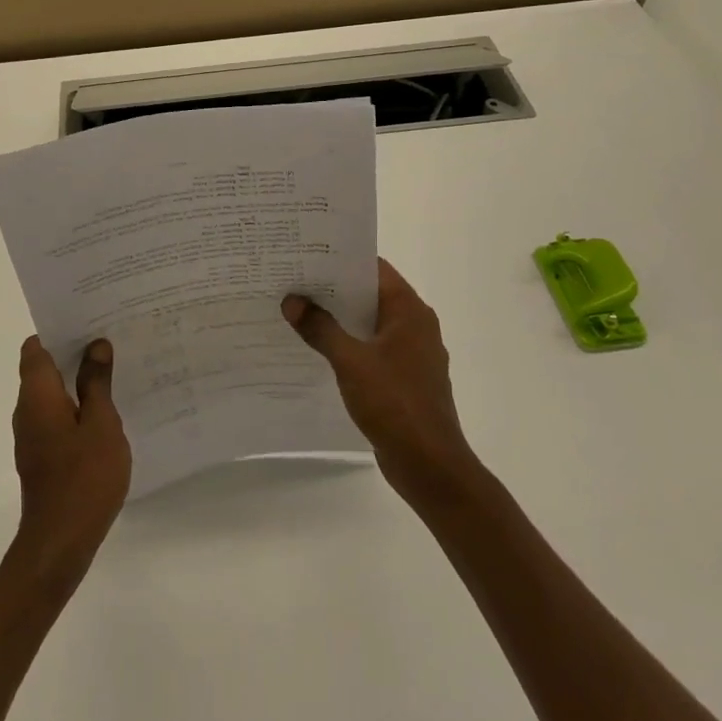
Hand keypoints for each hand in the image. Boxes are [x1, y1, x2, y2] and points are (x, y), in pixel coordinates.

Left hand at [10, 337, 130, 587]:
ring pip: (52, 393)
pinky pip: (57, 416)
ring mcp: (32, 435)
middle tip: (111, 340)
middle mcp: (27, 410)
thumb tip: (95, 345)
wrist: (60, 543)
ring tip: (115, 370)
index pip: (36, 347)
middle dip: (73, 352)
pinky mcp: (42, 455)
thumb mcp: (101, 423)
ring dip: (77, 380)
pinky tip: (107, 411)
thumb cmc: (83, 477)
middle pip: (43, 367)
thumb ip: (97, 382)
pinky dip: (77, 406)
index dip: (58, 330)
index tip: (88, 321)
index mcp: (37, 395)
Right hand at [283, 259, 477, 501]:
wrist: (430, 465)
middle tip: (294, 281)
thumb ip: (320, 329)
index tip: (307, 255)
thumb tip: (292, 301)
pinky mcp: (404, 379)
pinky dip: (348, 345)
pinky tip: (317, 350)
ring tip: (298, 311)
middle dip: (333, 290)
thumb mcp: (351, 362)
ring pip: (369, 324)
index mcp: (410, 311)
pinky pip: (371, 350)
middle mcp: (415, 326)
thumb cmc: (395, 403)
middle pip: (370, 295)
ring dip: (339, 319)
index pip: (374, 269)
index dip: (341, 260)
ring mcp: (411, 354)